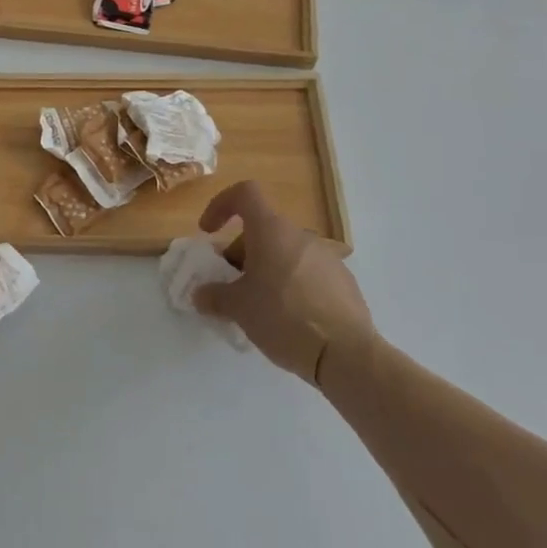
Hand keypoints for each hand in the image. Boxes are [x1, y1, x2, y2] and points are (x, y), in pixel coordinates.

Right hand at [193, 181, 376, 390]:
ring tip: (260, 305)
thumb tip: (200, 294)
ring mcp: (326, 256)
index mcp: (271, 231)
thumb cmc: (284, 318)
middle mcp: (300, 235)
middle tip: (232, 284)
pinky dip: (290, 283)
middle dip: (241, 251)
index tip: (209, 232)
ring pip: (285, 251)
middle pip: (262, 229)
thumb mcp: (239, 308)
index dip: (221, 204)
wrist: (346, 354)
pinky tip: (289, 317)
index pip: (245, 193)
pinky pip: (307, 271)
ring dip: (266, 268)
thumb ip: (214, 296)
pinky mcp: (343, 280)